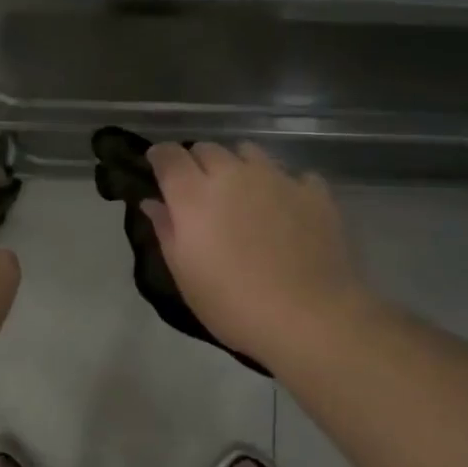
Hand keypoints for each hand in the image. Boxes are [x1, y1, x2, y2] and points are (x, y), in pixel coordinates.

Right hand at [142, 142, 365, 369]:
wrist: (308, 318)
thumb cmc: (233, 305)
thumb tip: (153, 203)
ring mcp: (277, 178)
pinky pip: (291, 175)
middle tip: (200, 192)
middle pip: (208, 148)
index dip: (160, 157)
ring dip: (238, 167)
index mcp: (194, 196)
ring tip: (243, 196)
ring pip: (249, 152)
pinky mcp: (314, 191)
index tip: (158, 168)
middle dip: (197, 163)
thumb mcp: (185, 275)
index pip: (169, 155)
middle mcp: (233, 175)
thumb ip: (167, 231)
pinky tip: (286, 211)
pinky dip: (282, 186)